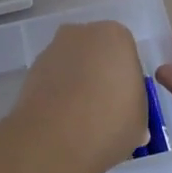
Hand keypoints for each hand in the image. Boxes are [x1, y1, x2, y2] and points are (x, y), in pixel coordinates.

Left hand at [14, 21, 150, 172]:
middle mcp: (82, 33)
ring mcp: (53, 49)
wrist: (55, 139)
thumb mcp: (140, 121)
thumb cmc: (110, 122)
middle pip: (97, 54)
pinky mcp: (31, 70)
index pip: (126, 54)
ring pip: (72, 66)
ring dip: (76, 85)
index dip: (126, 80)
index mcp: (116, 36)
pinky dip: (57, 95)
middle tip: (104, 110)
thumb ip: (135, 110)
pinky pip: (53, 80)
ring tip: (80, 121)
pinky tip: (61, 121)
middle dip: (100, 76)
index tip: (125, 104)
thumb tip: (127, 120)